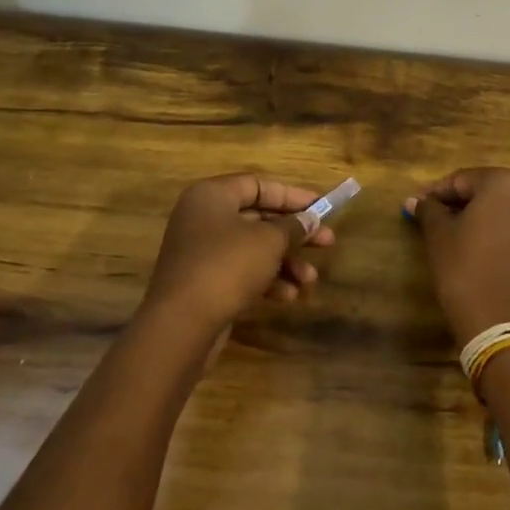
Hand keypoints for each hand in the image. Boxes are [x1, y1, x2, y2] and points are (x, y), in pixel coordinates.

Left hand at [138, 174, 334, 346]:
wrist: (182, 324)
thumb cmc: (227, 266)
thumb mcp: (269, 241)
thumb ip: (293, 227)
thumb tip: (311, 220)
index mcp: (212, 196)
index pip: (258, 185)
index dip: (293, 196)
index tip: (322, 207)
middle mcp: (203, 218)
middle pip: (258, 218)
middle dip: (295, 234)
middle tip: (328, 243)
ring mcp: (201, 252)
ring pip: (253, 248)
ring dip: (286, 262)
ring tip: (310, 280)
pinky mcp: (204, 282)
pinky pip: (242, 272)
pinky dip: (267, 280)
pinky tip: (290, 296)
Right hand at [408, 168, 509, 347]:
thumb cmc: (468, 274)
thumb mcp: (439, 239)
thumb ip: (429, 211)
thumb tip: (418, 201)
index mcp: (505, 184)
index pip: (462, 180)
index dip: (436, 194)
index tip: (417, 209)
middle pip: (494, 196)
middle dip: (468, 208)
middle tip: (444, 227)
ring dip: (495, 228)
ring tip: (473, 251)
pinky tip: (500, 272)